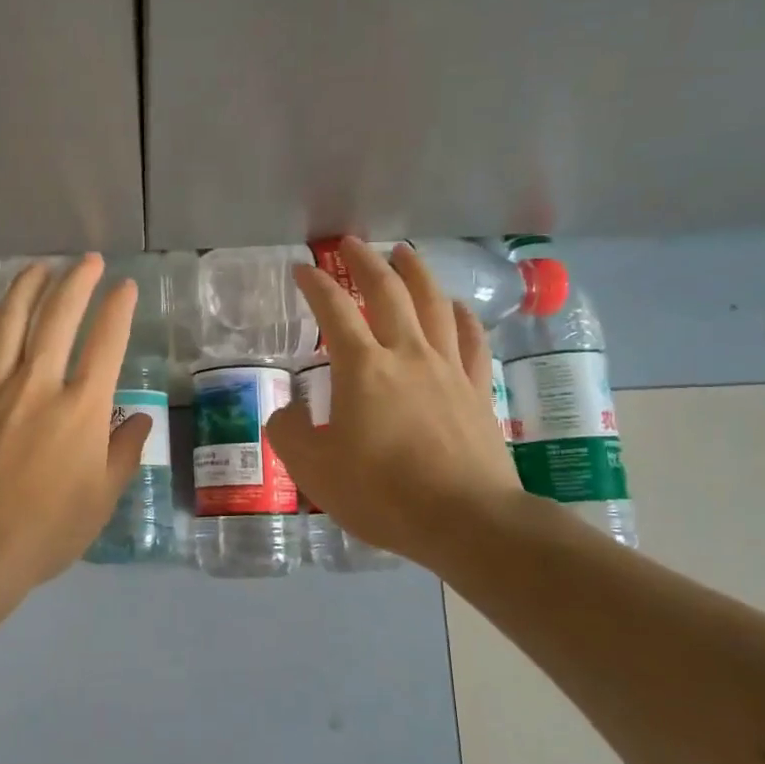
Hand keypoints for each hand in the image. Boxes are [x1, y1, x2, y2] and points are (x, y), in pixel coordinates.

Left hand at [0, 255, 150, 594]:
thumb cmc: (46, 530)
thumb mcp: (101, 499)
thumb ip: (124, 453)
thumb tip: (140, 420)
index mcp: (82, 409)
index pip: (106, 343)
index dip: (118, 309)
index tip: (126, 286)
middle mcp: (39, 385)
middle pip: (58, 317)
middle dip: (76, 281)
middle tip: (86, 261)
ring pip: (10, 321)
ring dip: (27, 287)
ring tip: (40, 267)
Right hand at [265, 238, 522, 568]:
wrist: (466, 520)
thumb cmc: (382, 494)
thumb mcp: (314, 470)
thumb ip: (289, 434)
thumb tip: (286, 410)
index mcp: (363, 368)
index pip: (333, 311)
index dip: (315, 285)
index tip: (301, 267)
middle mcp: (407, 354)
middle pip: (388, 292)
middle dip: (366, 262)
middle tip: (351, 243)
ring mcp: (448, 369)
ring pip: (434, 304)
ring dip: (417, 272)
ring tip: (405, 253)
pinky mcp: (478, 390)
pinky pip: (471, 340)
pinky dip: (462, 316)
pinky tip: (456, 307)